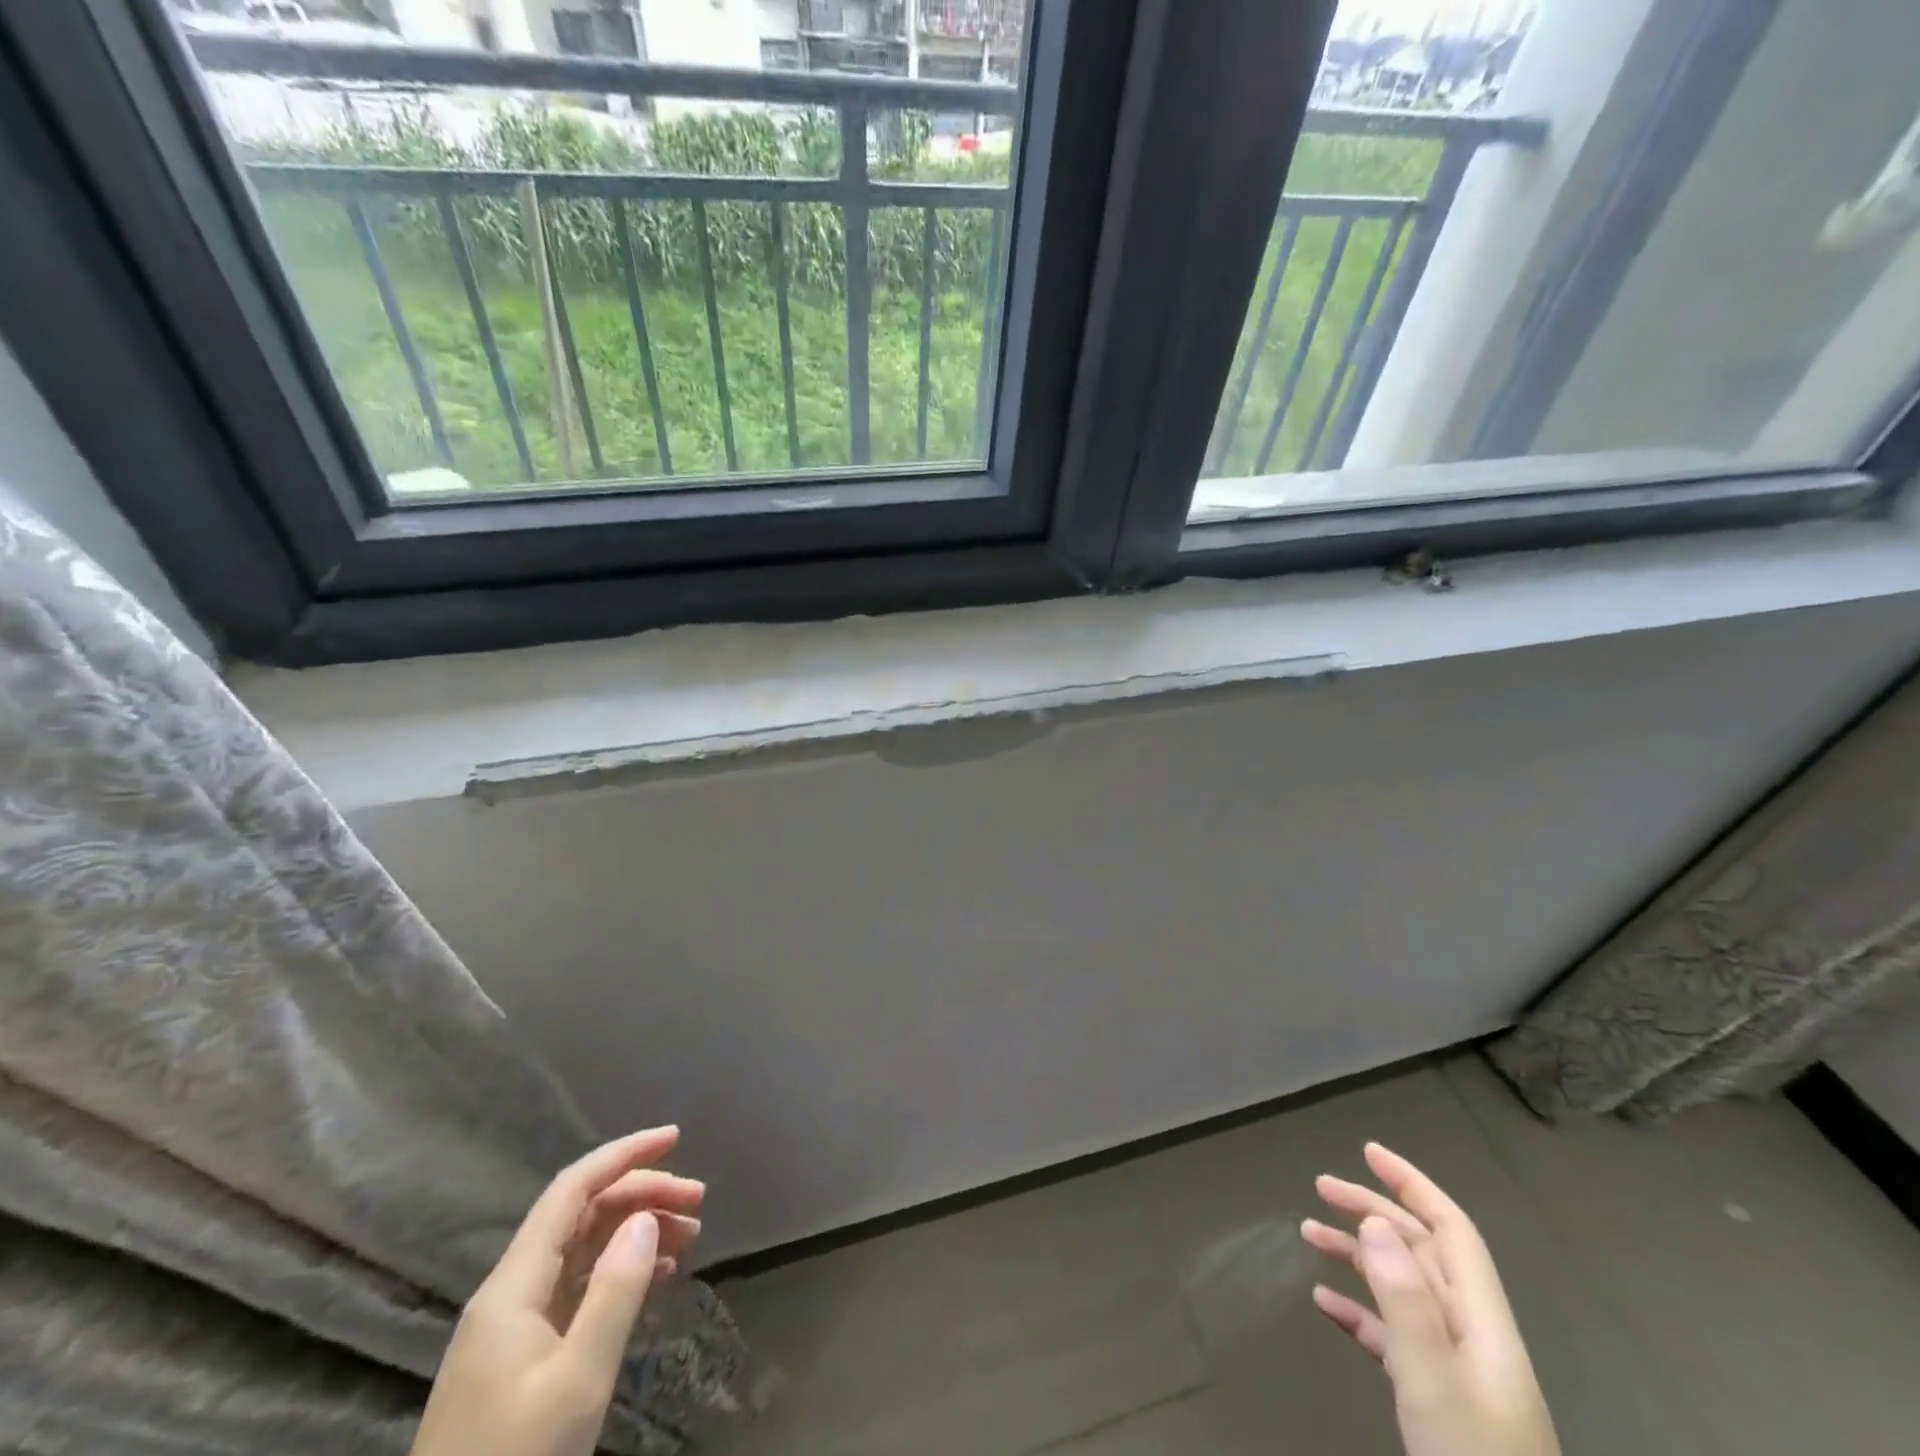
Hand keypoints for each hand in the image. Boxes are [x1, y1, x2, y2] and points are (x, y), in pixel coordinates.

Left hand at [411, 1126, 706, 1455]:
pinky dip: (621, 1272)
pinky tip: (658, 1278)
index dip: (624, 1154)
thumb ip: (615, 1292)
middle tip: (698, 1202)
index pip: (572, 1189)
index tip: (676, 1138)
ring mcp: (515, 1326)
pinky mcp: (523, 1358)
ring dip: (637, 1232)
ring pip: (584, 1250)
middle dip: (642, 1195)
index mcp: (513, 1285)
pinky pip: (579, 1289)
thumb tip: (646, 1217)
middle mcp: (511, 1292)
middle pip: (583, 1215)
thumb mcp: (578, 1380)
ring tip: (690, 1237)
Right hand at [1301, 1142, 1558, 1455]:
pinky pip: (1392, 1334)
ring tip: (1308, 1234)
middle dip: (1373, 1211)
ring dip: (1358, 1255)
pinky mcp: (1436, 1399)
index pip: (1452, 1232)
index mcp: (1483, 1324)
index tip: (1367, 1152)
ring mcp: (1455, 1369)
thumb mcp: (1435, 1385)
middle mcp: (1472, 1336)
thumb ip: (1406, 1302)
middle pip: (1422, 1252)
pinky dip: (1358, 1310)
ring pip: (1403, 1288)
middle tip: (1320, 1187)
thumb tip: (1375, 1222)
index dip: (1413, 1185)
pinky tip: (1324, 1304)